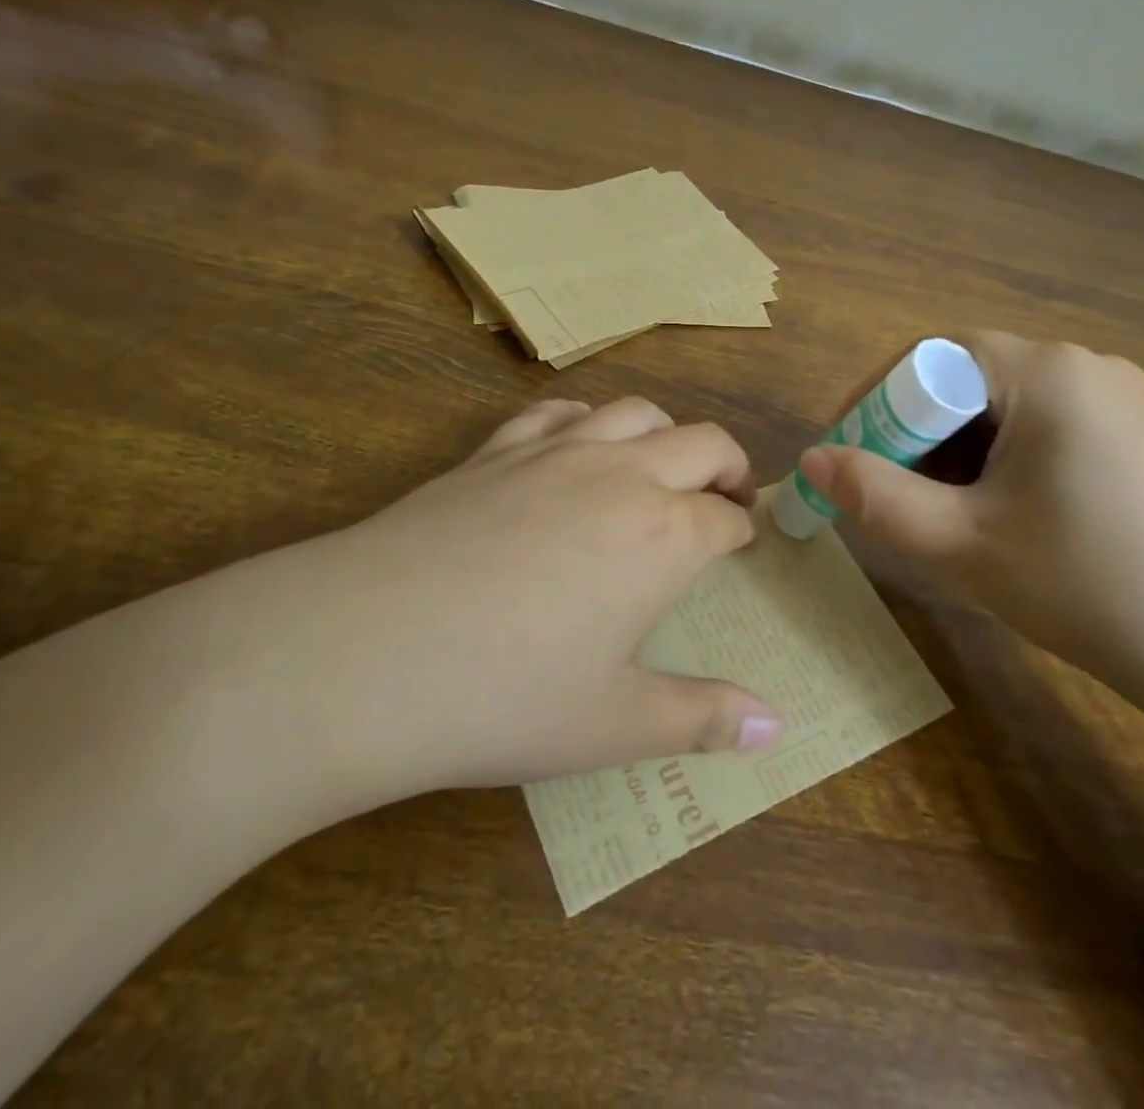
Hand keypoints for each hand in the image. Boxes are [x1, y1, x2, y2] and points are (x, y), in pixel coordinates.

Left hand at [211, 397, 784, 822]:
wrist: (366, 651)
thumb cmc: (505, 696)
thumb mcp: (614, 724)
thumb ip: (703, 719)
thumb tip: (777, 730)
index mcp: (664, 537)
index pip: (725, 517)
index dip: (740, 529)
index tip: (740, 545)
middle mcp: (622, 476)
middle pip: (701, 443)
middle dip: (727, 464)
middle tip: (726, 495)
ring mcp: (556, 453)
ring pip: (634, 413)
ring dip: (663, 433)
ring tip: (659, 467)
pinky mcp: (496, 450)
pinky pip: (558, 412)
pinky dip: (585, 420)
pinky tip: (575, 446)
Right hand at [797, 333, 1143, 715]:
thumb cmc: (1090, 586)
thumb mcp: (962, 543)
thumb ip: (874, 496)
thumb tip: (811, 460)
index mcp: (1046, 371)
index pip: (931, 356)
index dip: (874, 401)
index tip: (844, 454)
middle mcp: (1087, 367)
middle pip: (968, 380)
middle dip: (914, 434)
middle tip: (886, 495)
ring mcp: (1123, 402)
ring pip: (1005, 410)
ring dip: (956, 453)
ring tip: (940, 516)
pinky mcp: (1142, 440)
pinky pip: (1046, 430)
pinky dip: (1002, 463)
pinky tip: (1002, 518)